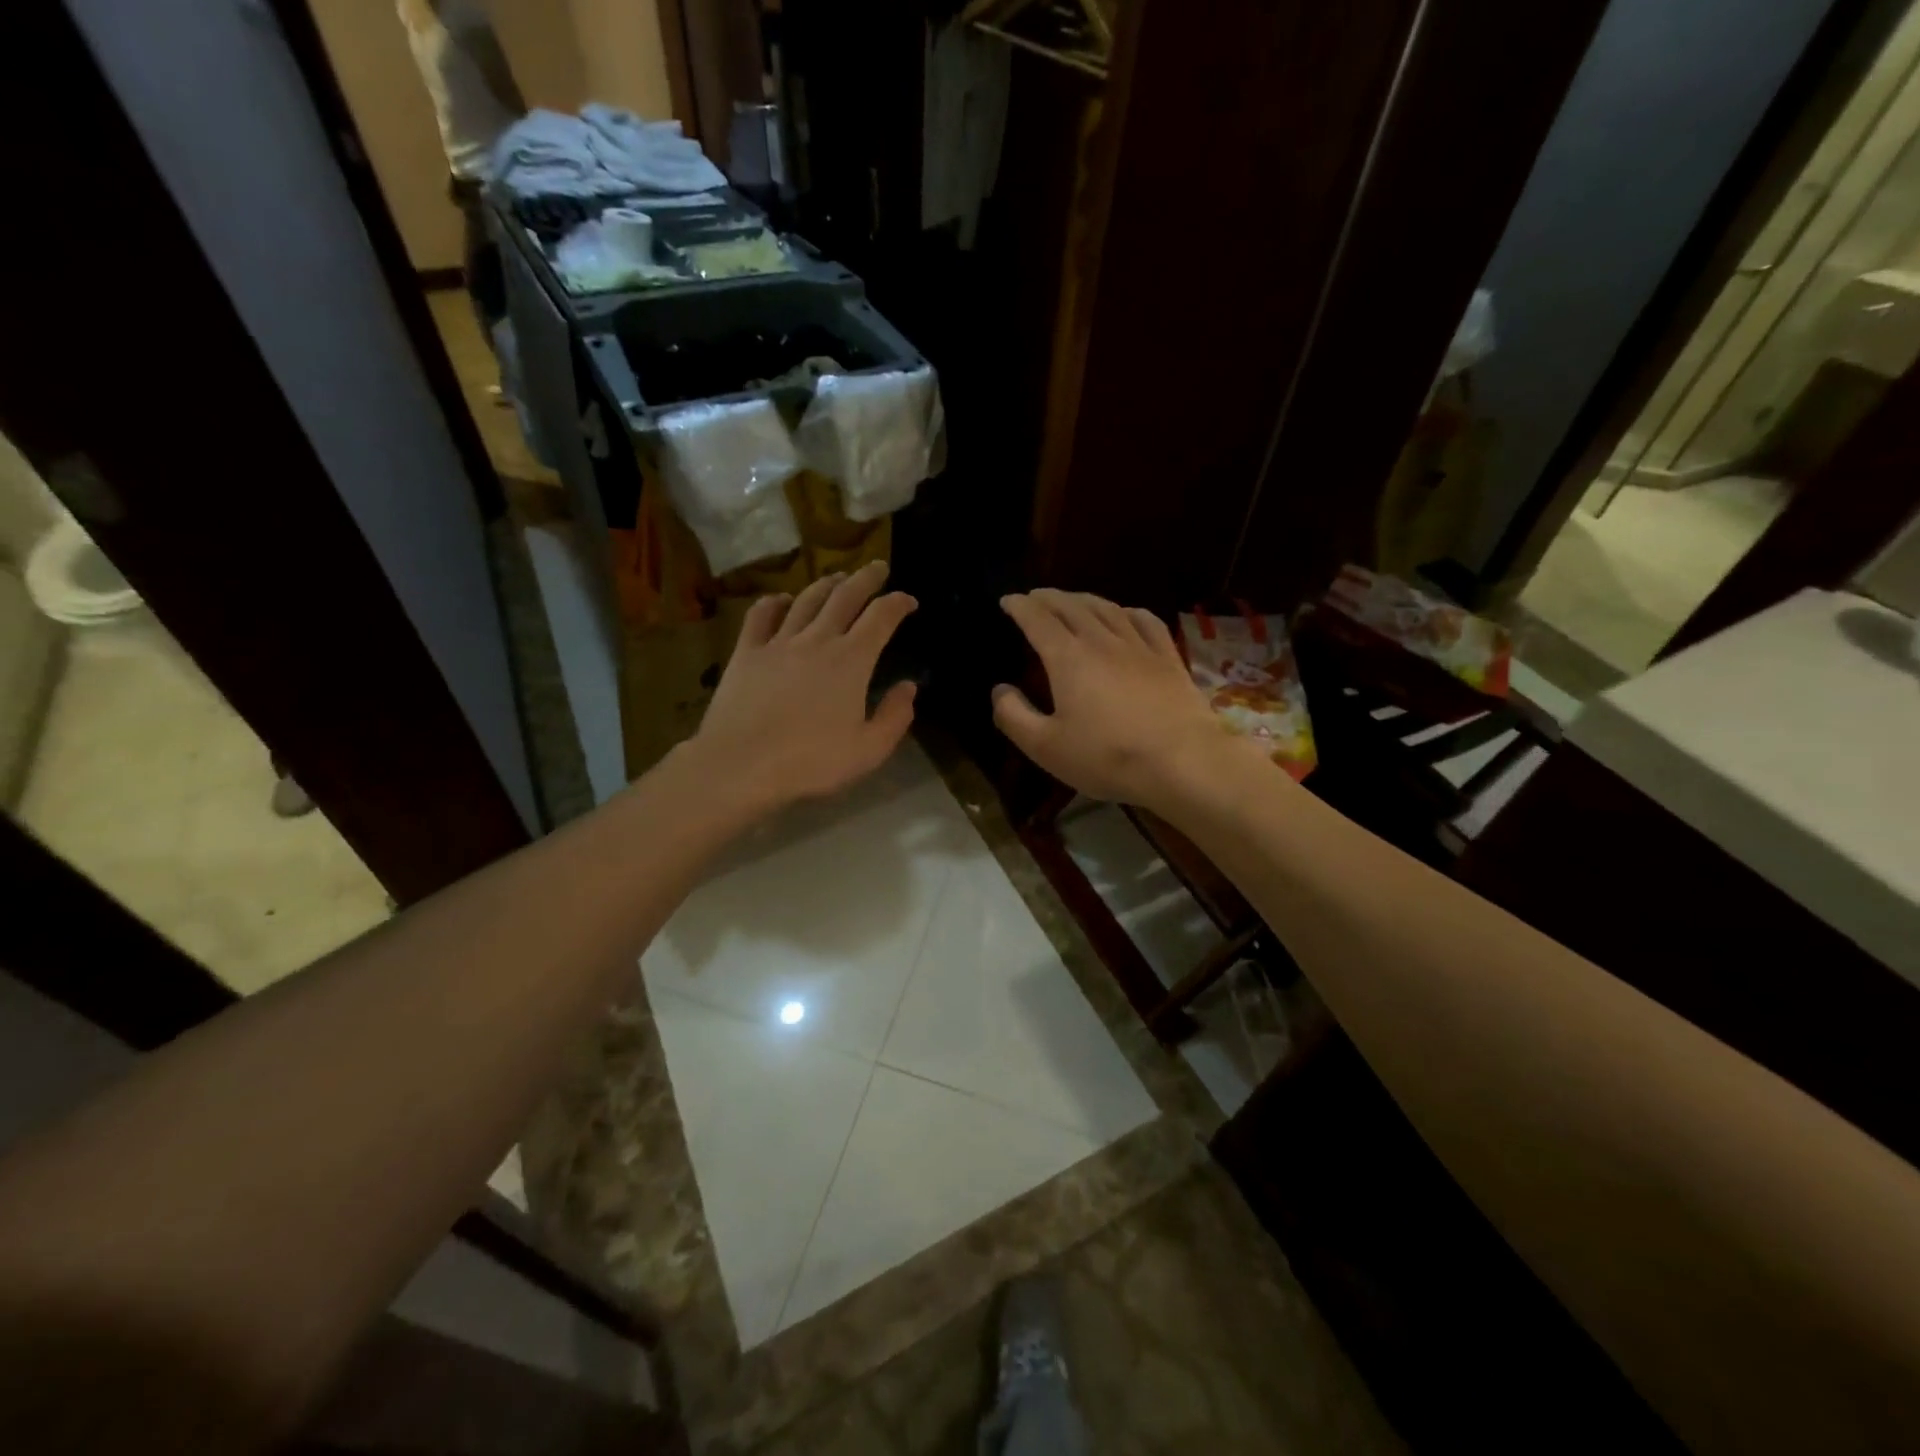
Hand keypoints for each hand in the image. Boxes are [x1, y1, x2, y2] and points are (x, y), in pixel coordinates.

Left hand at [690, 561, 917, 811]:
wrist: (742, 764)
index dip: (898, 603)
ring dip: (825, 584)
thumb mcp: (869, 750)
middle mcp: (817, 640)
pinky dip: (774, 602)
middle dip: (866, 578)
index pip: (881, 617)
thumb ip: (895, 716)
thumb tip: (909, 687)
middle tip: (877, 569)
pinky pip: (761, 616)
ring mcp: (778, 642)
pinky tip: (781, 600)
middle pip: (845, 597)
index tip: (908, 600)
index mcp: (851, 660)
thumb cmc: (811, 761)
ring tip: (837, 578)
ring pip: (806, 600)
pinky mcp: (746, 652)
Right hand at [993, 590, 1252, 810]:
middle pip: (1071, 606)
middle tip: (1035, 597)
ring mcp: (1139, 646)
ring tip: (1072, 600)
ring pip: (1107, 609)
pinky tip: (1125, 613)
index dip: (1020, 606)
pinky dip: (1127, 611)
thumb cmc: (1107, 757)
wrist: (1181, 760)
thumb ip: (1014, 716)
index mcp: (1068, 659)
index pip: (1038, 620)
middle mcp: (1101, 641)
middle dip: (1048, 598)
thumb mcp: (1046, 747)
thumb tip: (999, 690)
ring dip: (1083, 599)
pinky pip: (1145, 621)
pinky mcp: (1167, 657)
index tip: (1008, 600)